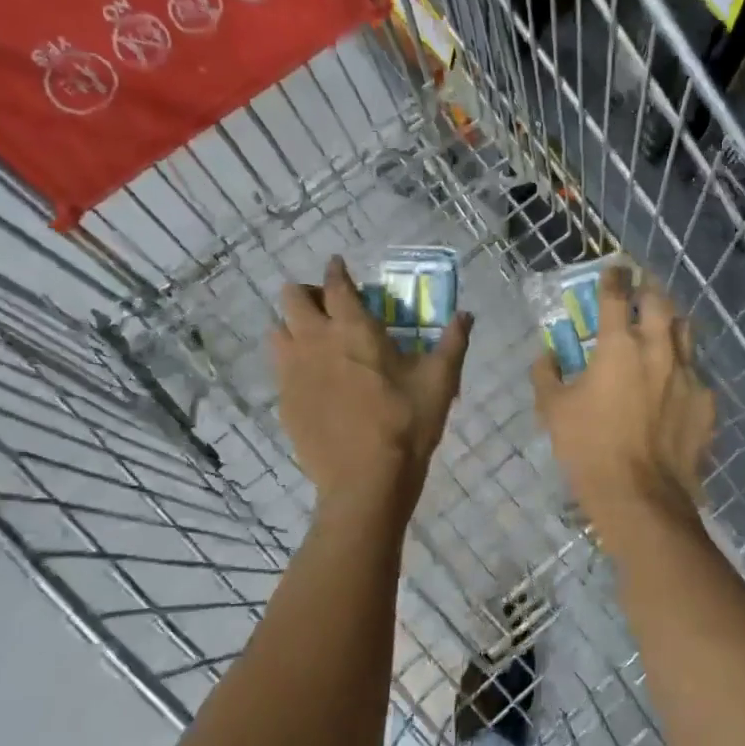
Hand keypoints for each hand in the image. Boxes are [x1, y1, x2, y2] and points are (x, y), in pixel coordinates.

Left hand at [273, 257, 471, 516]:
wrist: (366, 480)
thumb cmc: (406, 424)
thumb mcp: (440, 381)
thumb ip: (453, 342)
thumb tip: (467, 314)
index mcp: (353, 329)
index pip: (336, 284)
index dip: (336, 270)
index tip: (338, 265)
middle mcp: (315, 341)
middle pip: (291, 298)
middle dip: (307, 293)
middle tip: (329, 307)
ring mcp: (293, 373)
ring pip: (277, 332)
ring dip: (293, 326)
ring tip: (316, 341)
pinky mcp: (284, 402)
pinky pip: (280, 370)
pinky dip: (293, 364)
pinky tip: (315, 382)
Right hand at [531, 267, 714, 535]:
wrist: (642, 497)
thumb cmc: (589, 450)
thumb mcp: (553, 411)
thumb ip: (547, 374)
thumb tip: (546, 355)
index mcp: (619, 346)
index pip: (617, 295)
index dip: (614, 277)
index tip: (614, 269)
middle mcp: (658, 349)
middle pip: (660, 302)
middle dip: (649, 290)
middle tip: (641, 292)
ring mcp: (688, 374)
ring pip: (685, 331)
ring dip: (671, 323)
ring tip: (662, 329)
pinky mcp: (706, 401)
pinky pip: (696, 372)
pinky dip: (682, 369)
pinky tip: (674, 385)